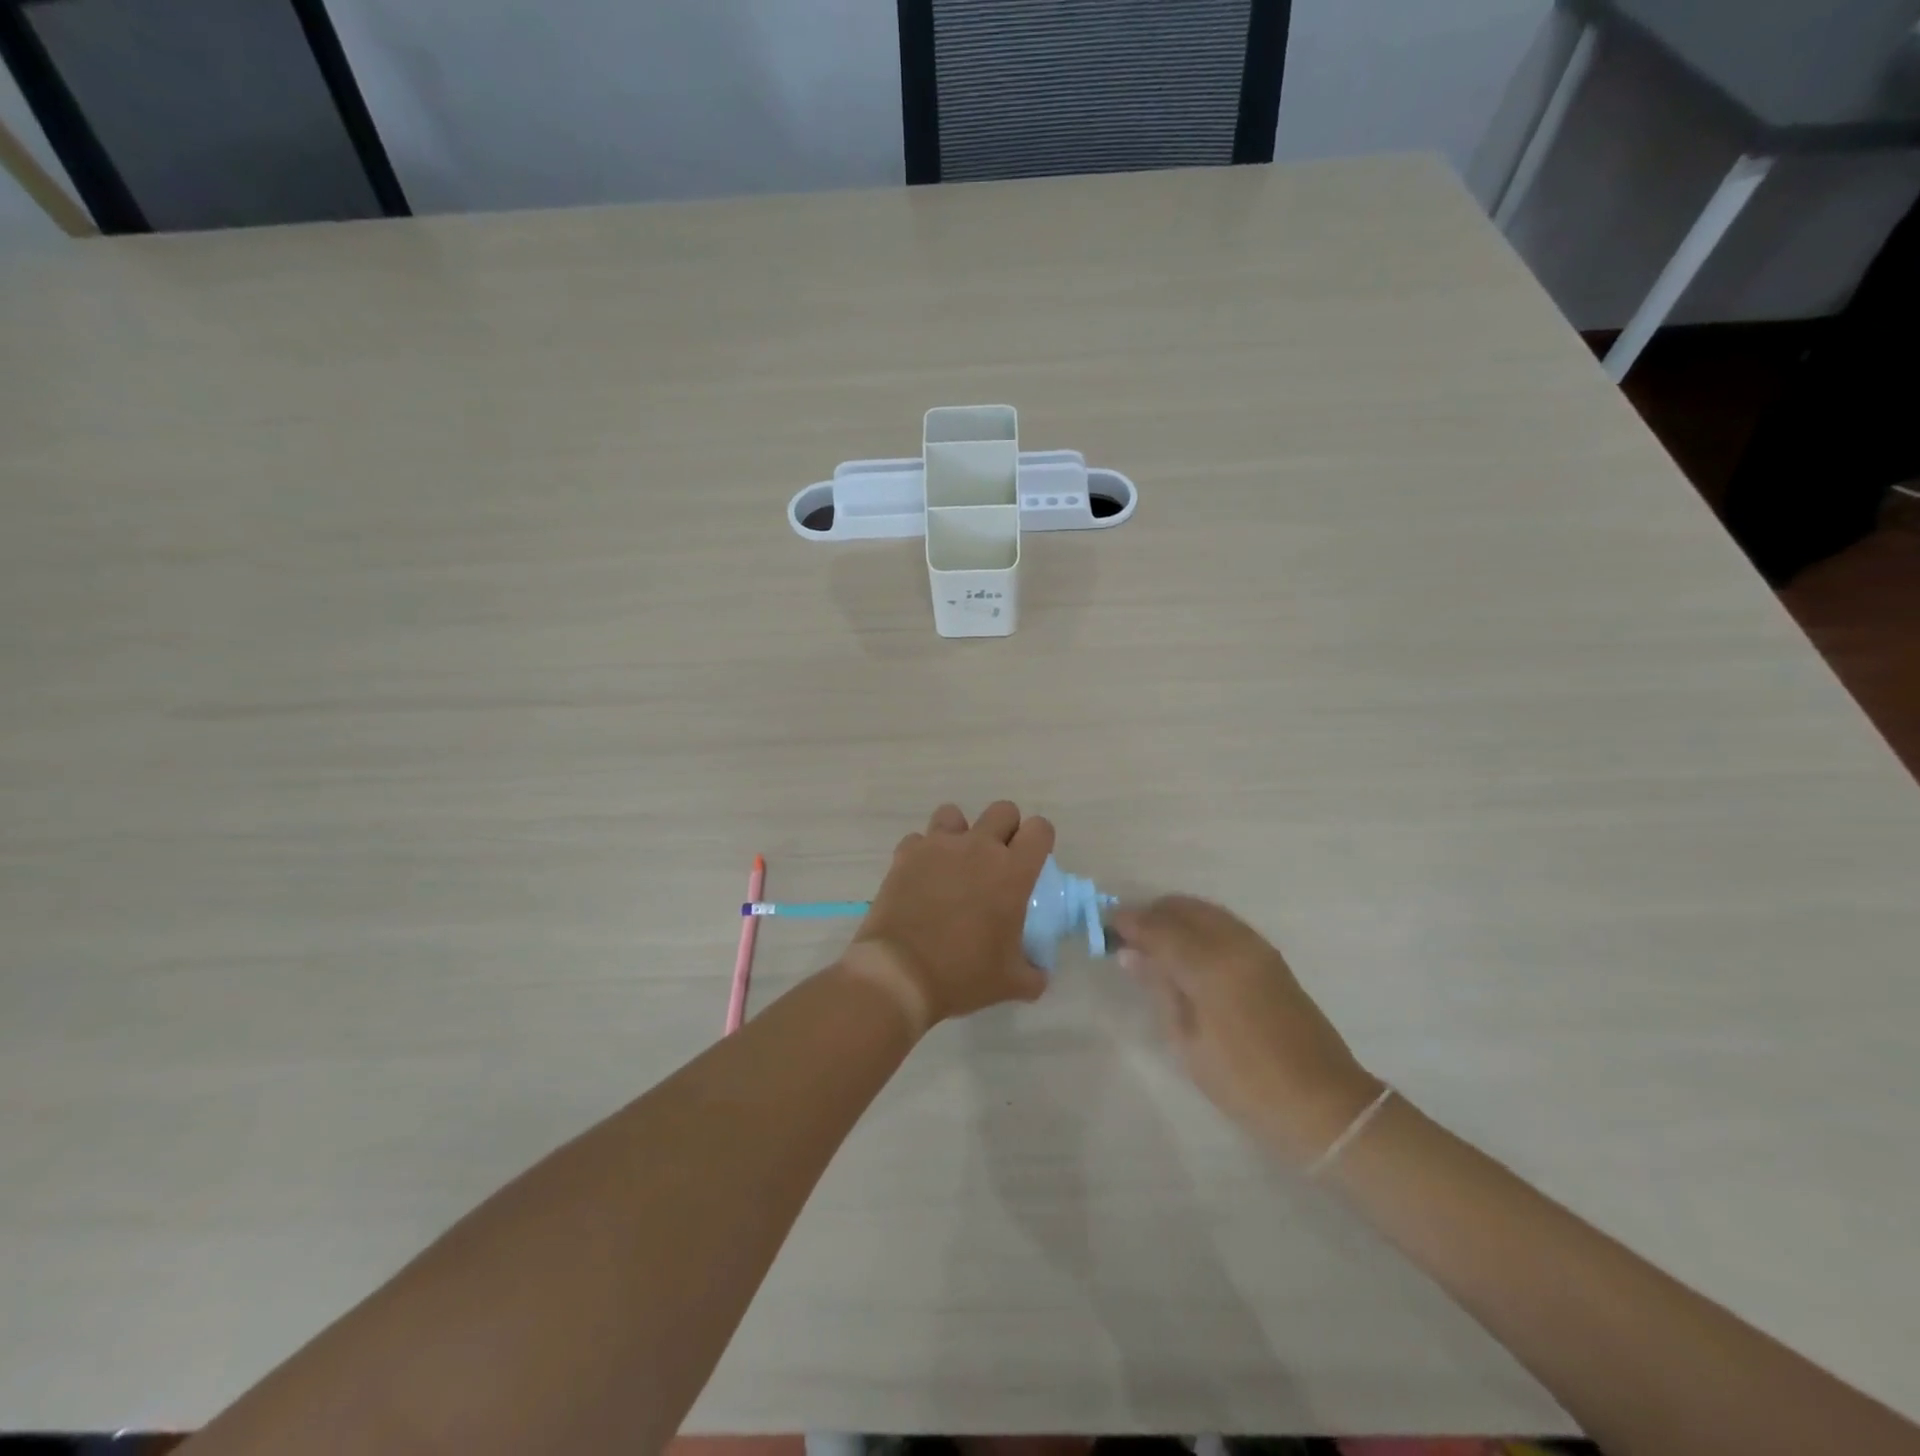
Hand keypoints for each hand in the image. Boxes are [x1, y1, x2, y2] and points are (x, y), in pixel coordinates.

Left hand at [844, 801, 1055, 1034]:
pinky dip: (923, 853)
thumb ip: (1033, 973)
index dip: (1040, 840)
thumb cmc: (963, 975)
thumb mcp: (1010, 983)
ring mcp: (939, 846)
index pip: (1040, 829)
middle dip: (1005, 829)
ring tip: (955, 862)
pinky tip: (922, 877)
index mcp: (1013, 871)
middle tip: (997, 862)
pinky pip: (919, 839)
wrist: (901, 974)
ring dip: (960, 832)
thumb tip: (1039, 974)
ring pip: (955, 814)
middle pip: (1002, 810)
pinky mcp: (906, 854)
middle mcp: (978, 847)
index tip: (1033, 861)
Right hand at [1113, 895, 1381, 1165]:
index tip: (1104, 926)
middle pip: (1183, 908)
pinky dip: (1198, 924)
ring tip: (1153, 942)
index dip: (1129, 923)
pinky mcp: (1270, 956)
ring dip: (1175, 916)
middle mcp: (1234, 942)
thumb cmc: (1245, 1082)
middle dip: (1151, 914)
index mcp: (1210, 965)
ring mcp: (1257, 946)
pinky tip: (1186, 949)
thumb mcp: (1188, 1041)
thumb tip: (1131, 953)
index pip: (1158, 927)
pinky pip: (1224, 923)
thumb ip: (1160, 988)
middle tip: (1127, 936)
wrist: (1322, 1102)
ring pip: (1205, 910)